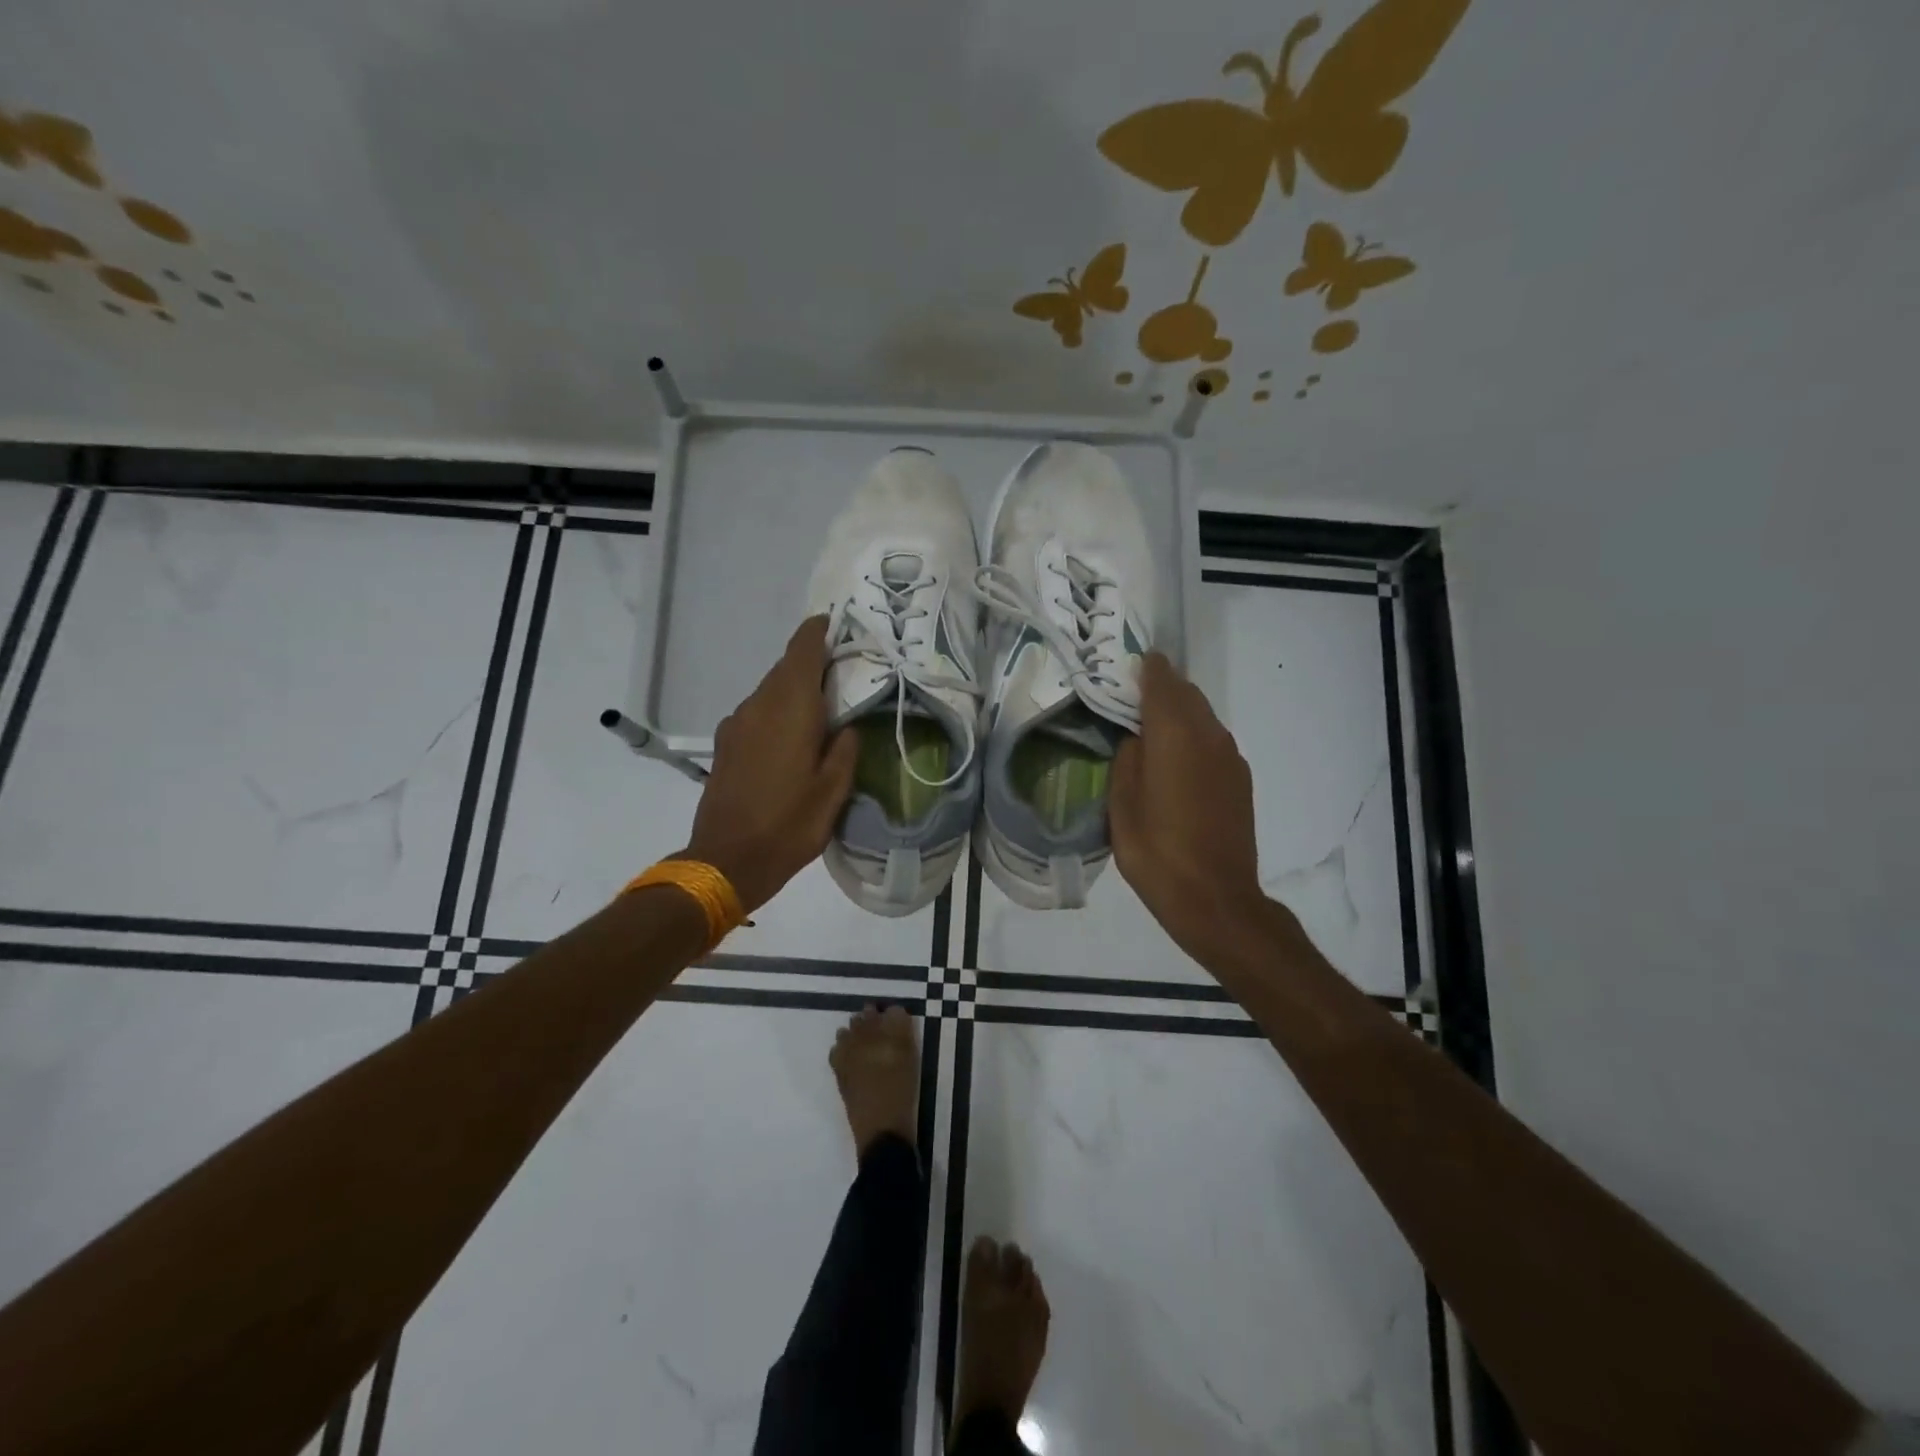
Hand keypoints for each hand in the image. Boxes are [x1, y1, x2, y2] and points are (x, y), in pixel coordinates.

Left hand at [682, 616, 858, 913]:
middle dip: (813, 663)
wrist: (726, 860)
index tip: (838, 624)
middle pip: (786, 668)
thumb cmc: (789, 824)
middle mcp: (759, 705)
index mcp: (790, 708)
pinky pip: (756, 712)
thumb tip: (846, 725)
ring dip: (794, 690)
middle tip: (844, 673)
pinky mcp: (726, 744)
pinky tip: (791, 738)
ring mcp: (737, 724)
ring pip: (770, 691)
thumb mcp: (834, 790)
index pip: (802, 650)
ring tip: (822, 709)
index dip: (819, 631)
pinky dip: (777, 712)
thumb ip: (845, 748)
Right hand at [1110, 653, 1268, 964]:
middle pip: (1186, 694)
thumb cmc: (1156, 853)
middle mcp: (1209, 735)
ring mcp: (1230, 757)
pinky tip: (1174, 765)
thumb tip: (1137, 738)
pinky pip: (1213, 741)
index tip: (1125, 666)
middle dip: (1160, 689)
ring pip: (1203, 717)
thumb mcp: (1121, 806)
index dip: (1144, 668)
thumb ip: (1127, 759)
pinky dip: (1192, 738)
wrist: (1215, 899)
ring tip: (1149, 733)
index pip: (1162, 681)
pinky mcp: (1240, 780)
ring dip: (1178, 714)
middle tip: (1129, 700)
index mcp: (1175, 735)